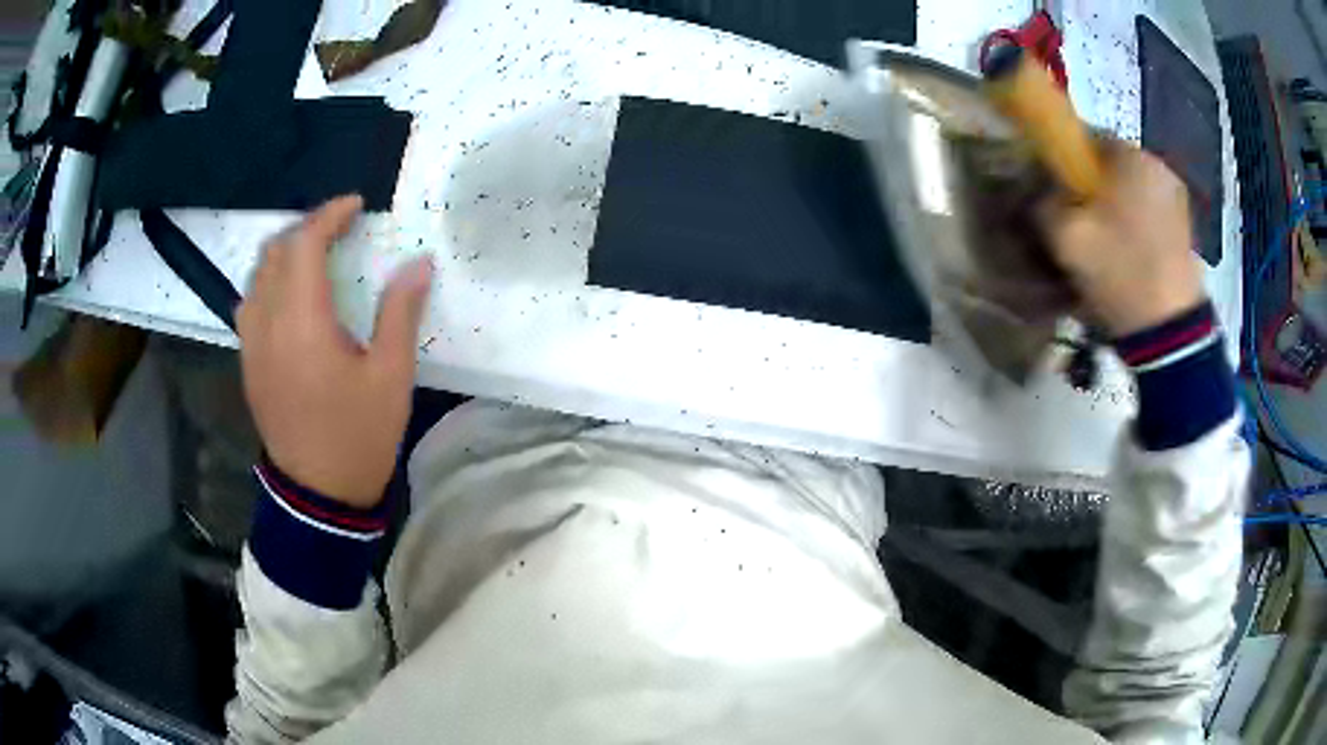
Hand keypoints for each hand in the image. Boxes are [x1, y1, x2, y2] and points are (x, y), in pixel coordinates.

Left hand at [237, 195, 433, 508]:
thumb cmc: (358, 436)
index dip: (329, 215)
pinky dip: (270, 281)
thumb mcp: (391, 377)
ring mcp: (252, 343)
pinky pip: (250, 302)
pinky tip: (292, 295)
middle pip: (275, 251)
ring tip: (316, 255)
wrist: (318, 494)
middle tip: (340, 229)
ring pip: (257, 274)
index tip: (356, 206)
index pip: (304, 244)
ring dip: (285, 252)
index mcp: (303, 323)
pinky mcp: (248, 361)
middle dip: (307, 228)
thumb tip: (418, 263)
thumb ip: (400, 312)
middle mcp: (268, 324)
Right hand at [1039, 143, 1204, 336]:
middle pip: (1112, 165)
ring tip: (1104, 241)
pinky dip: (1136, 223)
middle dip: (1092, 186)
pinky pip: (1150, 211)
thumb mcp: (1067, 238)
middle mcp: (1158, 165)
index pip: (1085, 136)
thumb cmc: (1120, 274)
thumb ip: (1044, 202)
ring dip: (1115, 205)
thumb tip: (1041, 192)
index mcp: (1131, 156)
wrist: (1170, 334)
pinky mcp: (1186, 227)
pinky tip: (1127, 253)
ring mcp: (1177, 198)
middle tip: (1078, 221)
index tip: (1055, 190)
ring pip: (1132, 189)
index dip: (1064, 159)